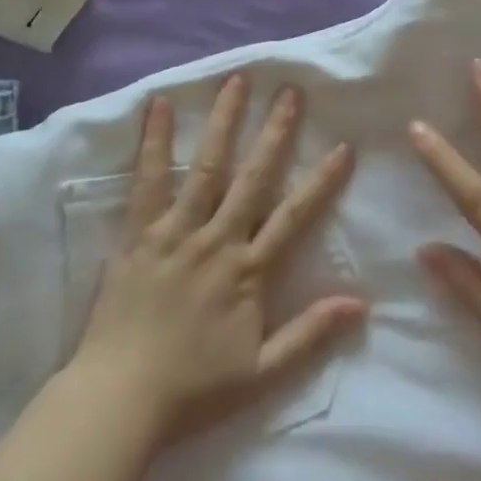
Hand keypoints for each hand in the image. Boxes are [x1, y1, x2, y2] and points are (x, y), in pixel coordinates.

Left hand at [71, 72, 364, 440]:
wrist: (119, 399)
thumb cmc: (193, 388)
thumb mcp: (262, 372)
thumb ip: (311, 334)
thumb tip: (361, 304)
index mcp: (248, 271)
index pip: (294, 216)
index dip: (321, 181)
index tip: (343, 147)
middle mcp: (216, 240)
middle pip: (253, 177)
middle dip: (276, 132)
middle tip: (292, 91)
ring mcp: (176, 230)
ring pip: (207, 166)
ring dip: (225, 121)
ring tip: (238, 81)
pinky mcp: (139, 232)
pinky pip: (149, 180)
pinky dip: (156, 141)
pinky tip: (160, 105)